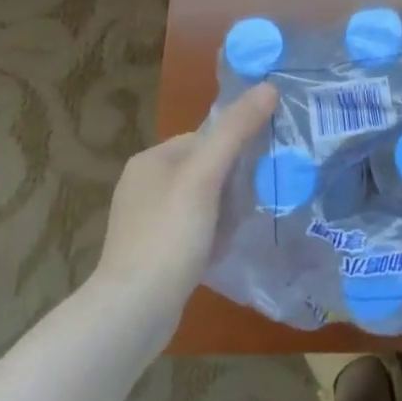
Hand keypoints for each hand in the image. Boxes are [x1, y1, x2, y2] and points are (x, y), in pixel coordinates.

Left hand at [93, 84, 278, 321]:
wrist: (132, 313)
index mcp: (151, 160)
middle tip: (257, 199)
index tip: (262, 168)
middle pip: (206, 168)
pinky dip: (213, 235)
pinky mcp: (153, 251)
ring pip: (203, 201)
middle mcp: (144, 185)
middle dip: (234, 184)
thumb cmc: (168, 236)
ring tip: (244, 226)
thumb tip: (269, 87)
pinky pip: (194, 229)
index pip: (206, 137)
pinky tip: (226, 248)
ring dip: (227, 211)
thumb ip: (236, 131)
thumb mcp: (205, 177)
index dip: (236, 148)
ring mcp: (147, 220)